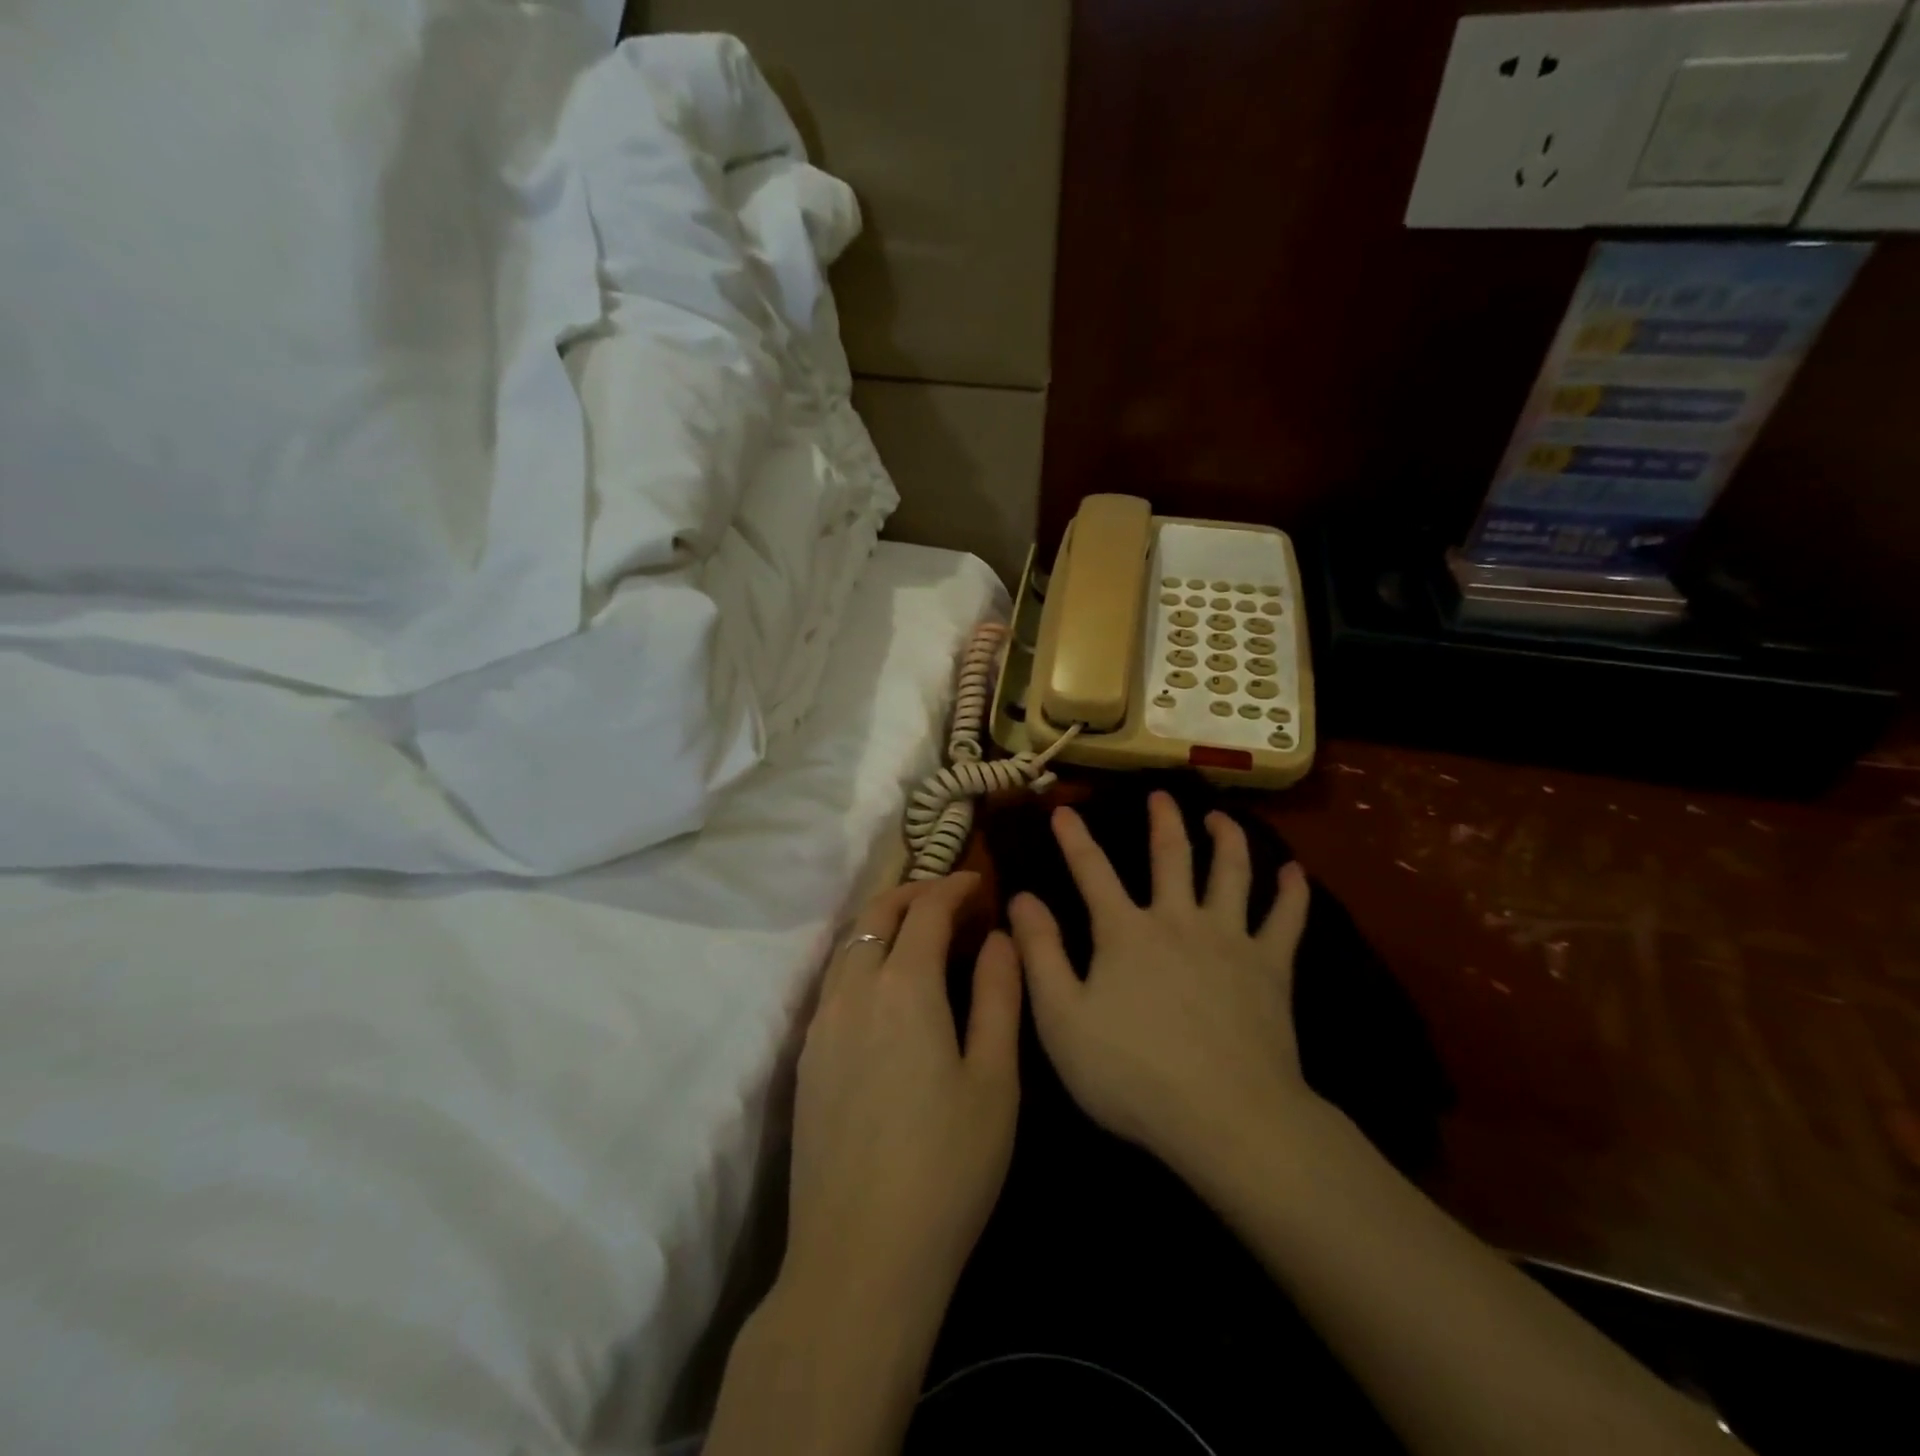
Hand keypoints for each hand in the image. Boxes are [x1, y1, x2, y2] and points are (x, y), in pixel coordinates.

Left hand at [783, 873, 1021, 1330]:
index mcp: (904, 987)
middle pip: (876, 916)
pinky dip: (862, 957)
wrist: (859, 1256)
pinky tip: (884, 986)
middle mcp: (853, 992)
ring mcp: (821, 1025)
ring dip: (882, 923)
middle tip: (948, 896)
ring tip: (918, 931)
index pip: (926, 911)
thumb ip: (999, 996)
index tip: (978, 881)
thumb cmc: (947, 1167)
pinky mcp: (806, 1059)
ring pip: (849, 946)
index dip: (953, 887)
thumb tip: (1000, 938)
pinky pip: (835, 982)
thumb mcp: (995, 1080)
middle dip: (912, 893)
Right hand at [1008, 792, 1314, 1178]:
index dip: (1074, 839)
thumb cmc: (1132, 1073)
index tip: (1063, 810)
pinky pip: (1286, 920)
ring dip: (1227, 839)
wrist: (1227, 1118)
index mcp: (1126, 932)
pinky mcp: (1271, 968)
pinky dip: (1291, 892)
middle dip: (1162, 821)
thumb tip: (1022, 898)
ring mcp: (1230, 939)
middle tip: (1160, 794)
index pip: (1092, 871)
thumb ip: (1041, 954)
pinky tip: (1295, 872)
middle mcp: (1178, 920)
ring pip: (1231, 873)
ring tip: (1220, 818)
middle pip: (1172, 856)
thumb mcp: (1062, 1019)